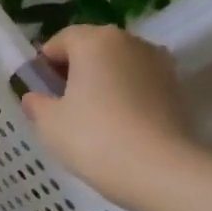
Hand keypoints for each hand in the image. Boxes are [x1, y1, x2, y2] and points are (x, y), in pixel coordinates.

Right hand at [20, 25, 208, 210]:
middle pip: (92, 48)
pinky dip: (124, 95)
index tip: (38, 91)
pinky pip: (138, 83)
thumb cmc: (92, 136)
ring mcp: (158, 63)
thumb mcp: (48, 121)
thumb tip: (36, 97)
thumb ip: (36, 102)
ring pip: (118, 65)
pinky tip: (115, 124)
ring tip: (89, 116)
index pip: (60, 41)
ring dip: (101, 82)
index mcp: (95, 41)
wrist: (157, 169)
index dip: (44, 65)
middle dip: (74, 70)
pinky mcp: (176, 88)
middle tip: (60, 103)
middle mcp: (130, 42)